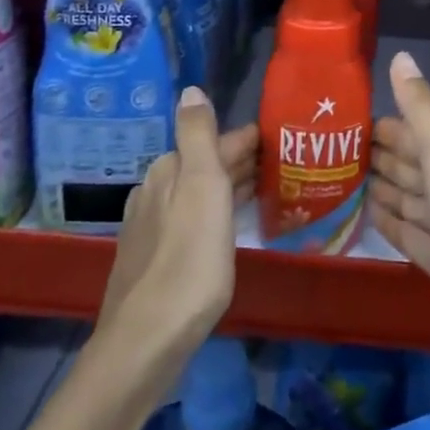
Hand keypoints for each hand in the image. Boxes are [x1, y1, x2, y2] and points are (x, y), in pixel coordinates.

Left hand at [99, 87, 257, 369]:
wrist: (147, 341)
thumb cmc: (188, 259)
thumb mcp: (201, 186)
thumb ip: (198, 135)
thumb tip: (191, 88)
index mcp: (168, 171)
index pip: (215, 141)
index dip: (248, 139)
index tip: (282, 138)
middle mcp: (155, 192)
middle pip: (205, 166)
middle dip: (239, 161)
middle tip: (282, 163)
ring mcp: (152, 228)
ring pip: (199, 194)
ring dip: (229, 187)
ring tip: (265, 190)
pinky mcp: (154, 260)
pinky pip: (193, 220)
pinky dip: (216, 213)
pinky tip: (229, 227)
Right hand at [368, 51, 429, 387]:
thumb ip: (421, 110)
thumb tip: (400, 56)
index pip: (412, 131)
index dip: (380, 125)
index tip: (340, 119)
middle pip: (408, 162)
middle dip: (374, 153)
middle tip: (328, 149)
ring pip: (407, 196)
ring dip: (378, 185)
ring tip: (338, 178)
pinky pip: (408, 231)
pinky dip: (388, 220)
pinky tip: (365, 215)